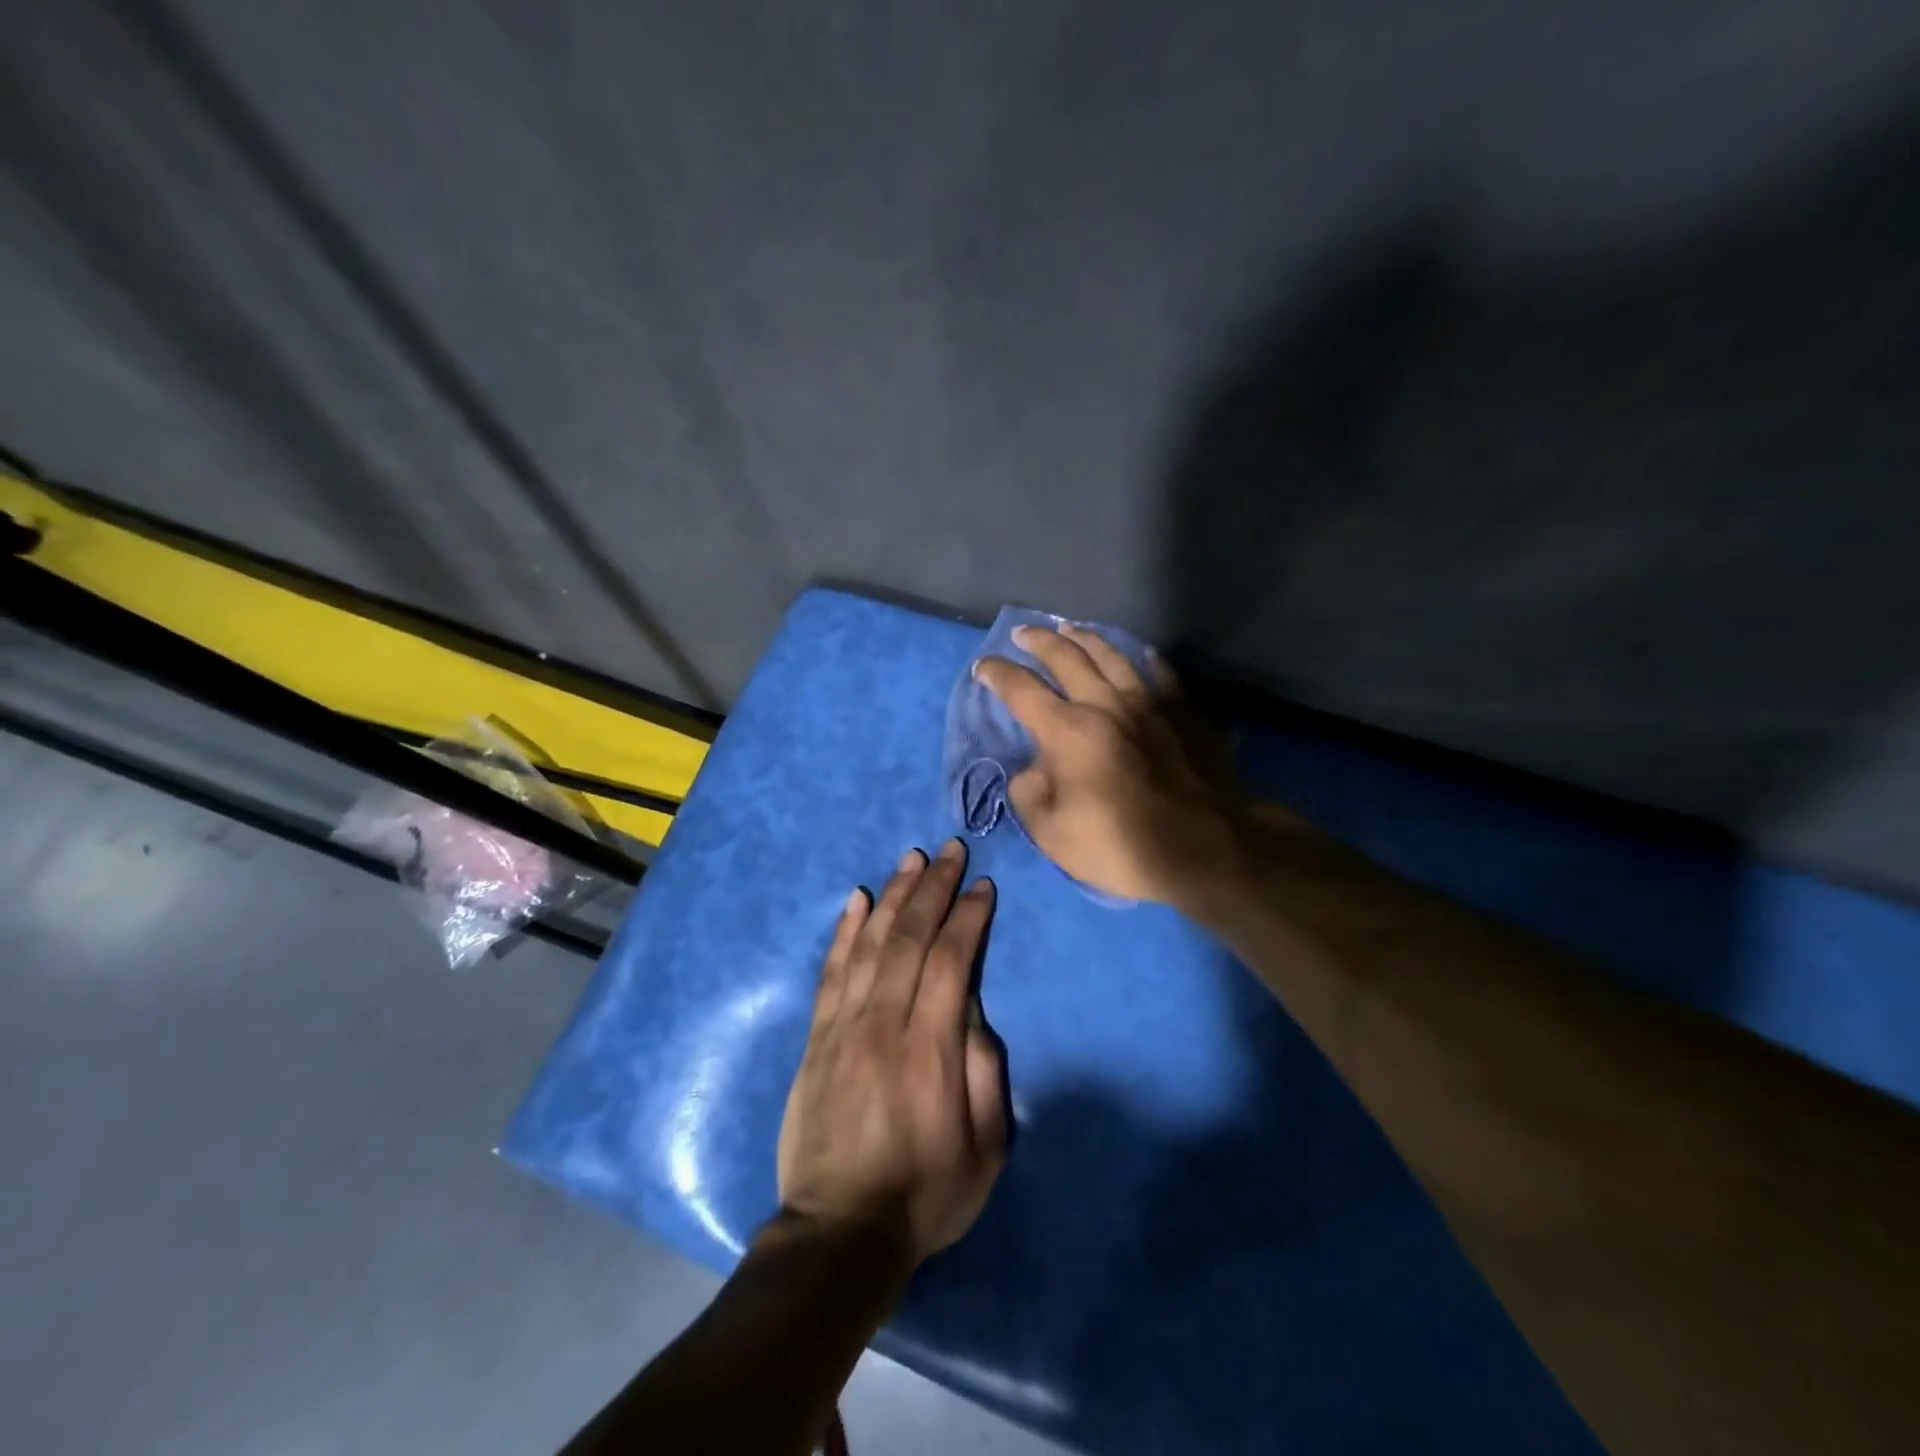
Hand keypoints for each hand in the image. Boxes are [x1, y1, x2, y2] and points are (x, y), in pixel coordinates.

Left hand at [776, 840, 1007, 1267]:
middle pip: (911, 938)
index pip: (952, 960)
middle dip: (933, 888)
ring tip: (910, 860)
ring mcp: (843, 1026)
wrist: (839, 1232)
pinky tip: (856, 900)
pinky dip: (844, 931)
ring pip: (870, 943)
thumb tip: (973, 1007)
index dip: (968, 917)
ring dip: (893, 896)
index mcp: (931, 1048)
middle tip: (949, 850)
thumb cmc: (925, 1193)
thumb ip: (984, 1069)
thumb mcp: (986, 1147)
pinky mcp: (816, 1038)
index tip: (982, 886)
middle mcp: (884, 1023)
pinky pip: (831, 971)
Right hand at [973, 624, 1251, 906]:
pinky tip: (1143, 654)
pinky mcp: (1186, 714)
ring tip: (1071, 629)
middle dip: (1039, 642)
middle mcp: (1107, 705)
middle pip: (1067, 658)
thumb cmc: (1122, 846)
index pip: (1022, 690)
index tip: (983, 666)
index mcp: (1068, 731)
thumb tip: (1031, 771)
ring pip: (1114, 656)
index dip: (998, 674)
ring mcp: (1151, 704)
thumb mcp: (1053, 835)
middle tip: (1023, 634)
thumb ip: (1030, 796)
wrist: (1206, 850)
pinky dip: (1149, 661)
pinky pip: (1164, 675)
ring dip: (1087, 638)